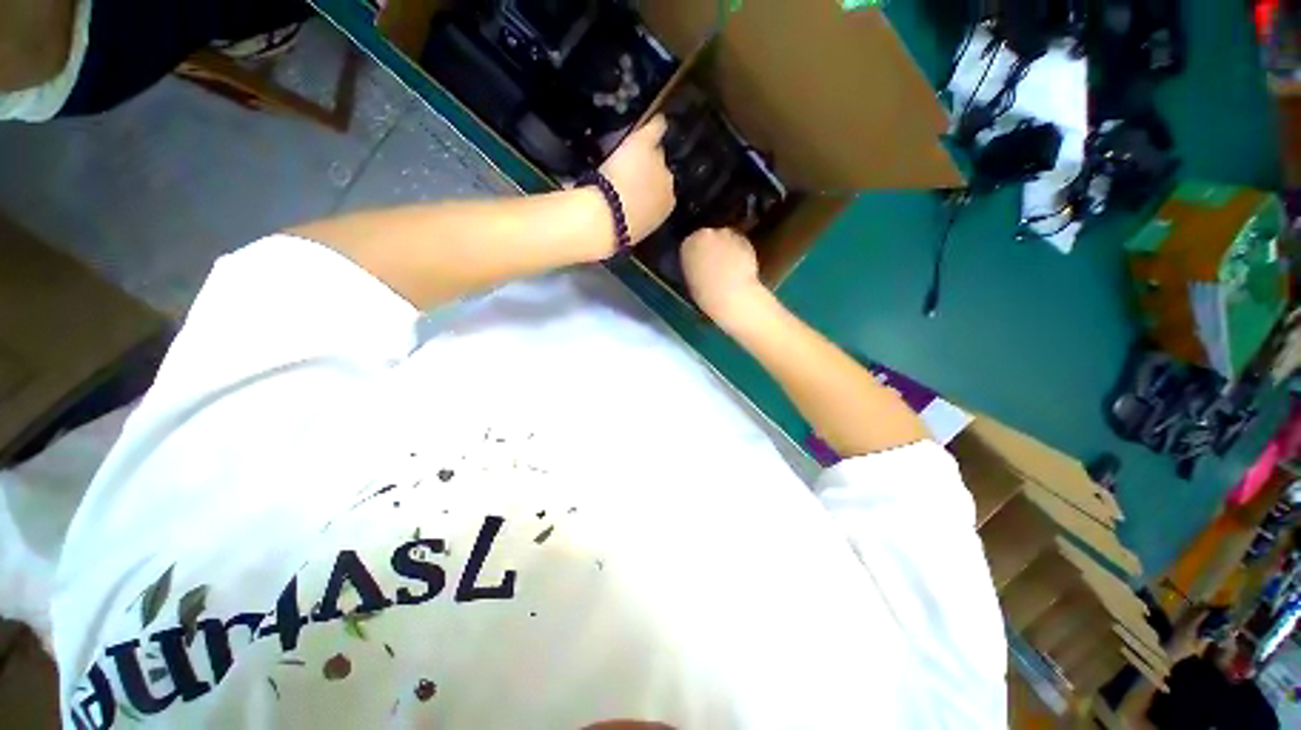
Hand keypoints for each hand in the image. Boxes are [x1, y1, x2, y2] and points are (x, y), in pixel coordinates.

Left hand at [599, 115, 675, 244]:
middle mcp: (669, 183)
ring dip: (648, 153)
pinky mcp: (643, 145)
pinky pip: (656, 129)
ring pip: (656, 152)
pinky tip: (659, 120)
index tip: (640, 187)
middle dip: (651, 171)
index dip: (651, 188)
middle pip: (662, 170)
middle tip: (635, 171)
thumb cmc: (616, 232)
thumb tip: (640, 210)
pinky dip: (656, 125)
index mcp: (667, 207)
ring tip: (639, 151)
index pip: (664, 191)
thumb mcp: (637, 228)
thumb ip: (643, 215)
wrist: (604, 218)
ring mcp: (657, 162)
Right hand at [681, 228, 768, 327]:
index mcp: (688, 244)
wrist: (730, 294)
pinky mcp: (744, 240)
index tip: (704, 265)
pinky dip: (741, 254)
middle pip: (710, 237)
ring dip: (729, 249)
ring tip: (731, 269)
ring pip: (727, 239)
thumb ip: (696, 266)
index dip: (699, 255)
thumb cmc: (706, 293)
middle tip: (718, 266)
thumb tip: (701, 266)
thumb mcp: (692, 279)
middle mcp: (707, 235)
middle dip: (715, 248)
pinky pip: (741, 245)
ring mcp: (727, 235)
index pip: (692, 244)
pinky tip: (741, 269)